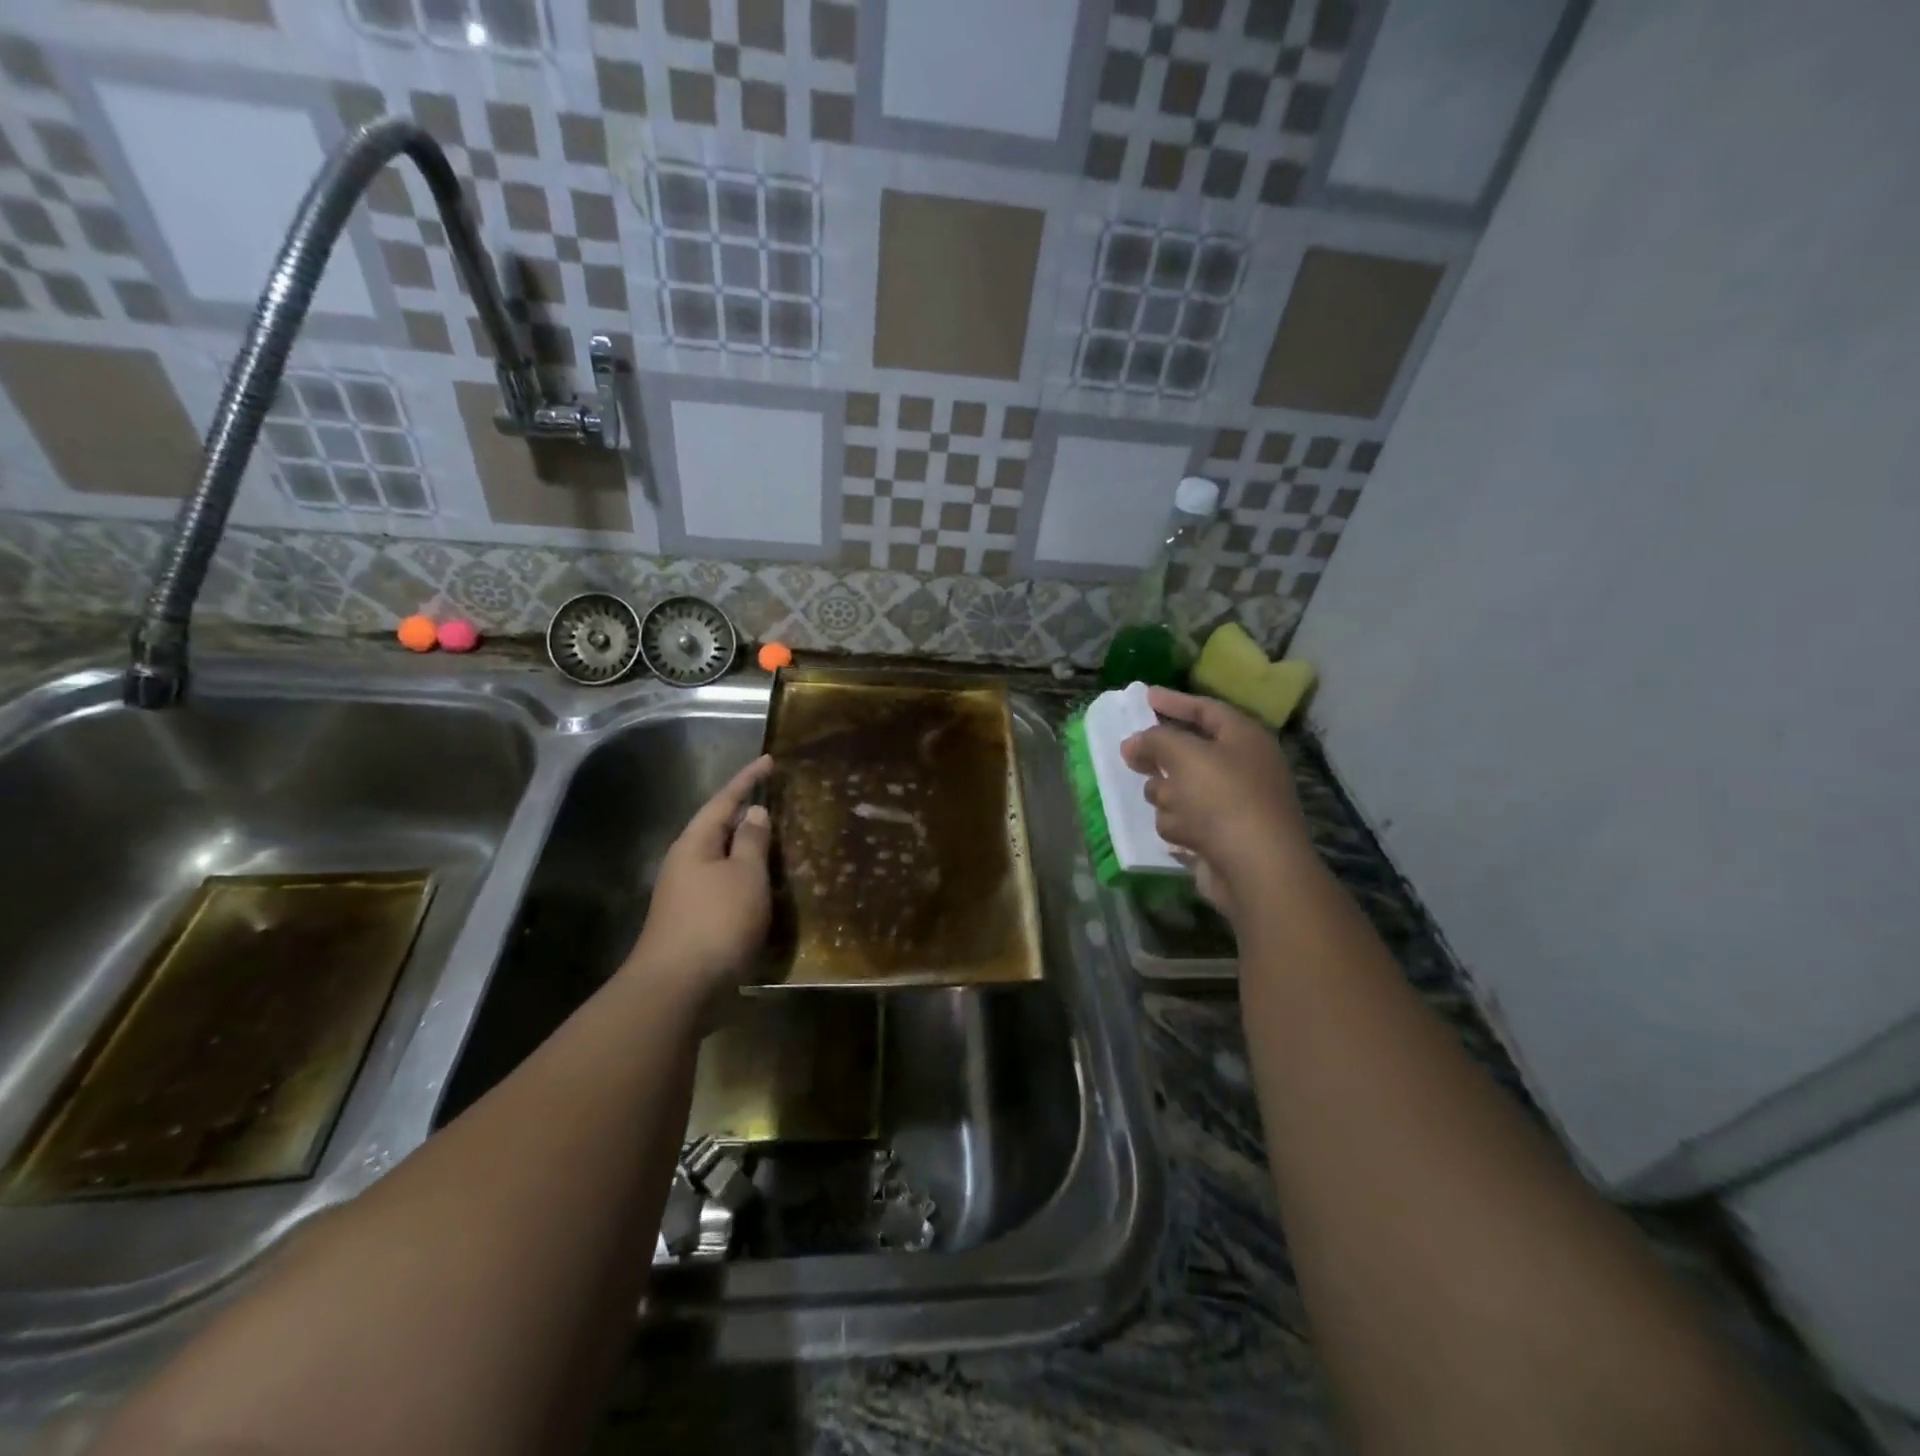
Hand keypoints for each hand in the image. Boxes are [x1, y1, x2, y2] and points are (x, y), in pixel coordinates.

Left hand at [624, 755, 774, 1001]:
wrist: (679, 989)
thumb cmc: (716, 922)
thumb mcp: (745, 875)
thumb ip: (752, 841)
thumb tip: (753, 812)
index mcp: (695, 844)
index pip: (724, 800)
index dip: (748, 780)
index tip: (769, 760)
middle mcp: (685, 864)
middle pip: (718, 828)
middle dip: (745, 814)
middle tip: (777, 800)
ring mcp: (686, 895)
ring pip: (722, 860)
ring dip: (747, 849)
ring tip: (777, 841)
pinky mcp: (694, 922)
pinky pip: (725, 886)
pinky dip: (746, 879)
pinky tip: (764, 887)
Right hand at [1120, 689, 1313, 917]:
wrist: (1256, 868)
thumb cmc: (1224, 799)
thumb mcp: (1184, 755)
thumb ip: (1153, 740)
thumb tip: (1132, 744)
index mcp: (1244, 738)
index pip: (1205, 709)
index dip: (1174, 701)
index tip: (1144, 696)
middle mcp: (1241, 767)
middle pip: (1188, 752)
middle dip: (1162, 759)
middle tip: (1133, 757)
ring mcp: (1231, 804)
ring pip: (1178, 789)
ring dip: (1169, 798)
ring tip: (1175, 808)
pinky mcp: (1219, 837)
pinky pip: (1183, 821)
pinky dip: (1180, 826)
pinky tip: (1186, 837)